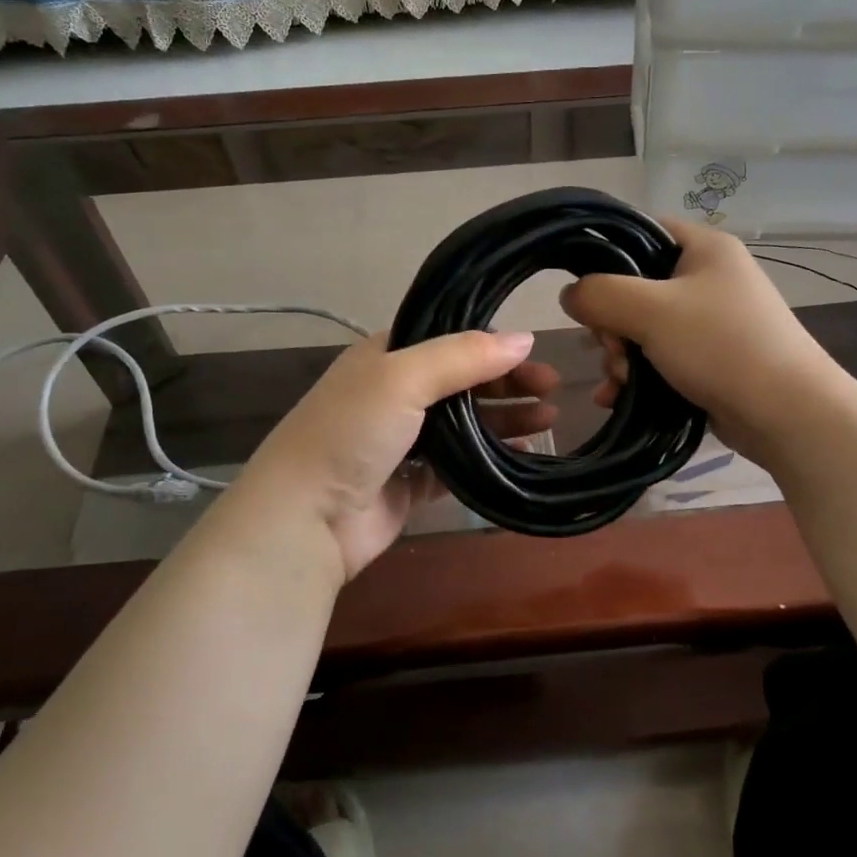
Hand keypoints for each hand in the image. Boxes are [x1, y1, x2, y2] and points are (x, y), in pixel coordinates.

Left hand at [233, 330, 557, 580]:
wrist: (305, 518)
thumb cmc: (350, 432)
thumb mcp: (403, 377)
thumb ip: (463, 356)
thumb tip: (524, 337)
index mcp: (385, 357)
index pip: (448, 340)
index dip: (490, 343)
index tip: (533, 351)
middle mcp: (393, 394)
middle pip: (462, 381)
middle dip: (507, 383)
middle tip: (552, 388)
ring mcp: (402, 441)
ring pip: (465, 423)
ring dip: (505, 418)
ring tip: (549, 420)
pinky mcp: (411, 482)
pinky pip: (461, 465)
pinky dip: (491, 458)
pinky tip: (524, 454)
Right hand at [559, 217, 846, 466]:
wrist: (786, 413)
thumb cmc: (720, 346)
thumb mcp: (651, 311)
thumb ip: (600, 294)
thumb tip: (569, 294)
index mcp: (704, 248)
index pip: (641, 232)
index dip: (607, 257)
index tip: (588, 292)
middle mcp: (709, 278)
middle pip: (636, 287)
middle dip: (612, 324)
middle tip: (611, 349)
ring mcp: (711, 322)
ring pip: (644, 328)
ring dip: (621, 355)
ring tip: (619, 382)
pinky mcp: (710, 360)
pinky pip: (660, 358)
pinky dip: (637, 376)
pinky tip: (616, 398)